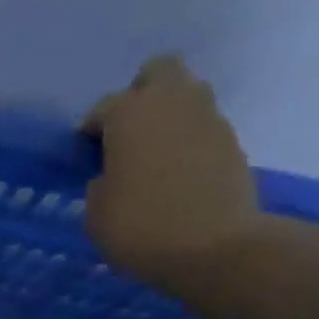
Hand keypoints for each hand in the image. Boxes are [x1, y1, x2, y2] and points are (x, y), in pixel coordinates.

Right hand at [82, 55, 264, 282]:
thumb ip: (100, 186)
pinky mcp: (231, 140)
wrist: (213, 245)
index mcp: (129, 113)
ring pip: (186, 95)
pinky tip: (177, 175)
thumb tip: (111, 177)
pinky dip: (188, 142)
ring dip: (168, 116)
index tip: (86, 155)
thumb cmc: (140, 228)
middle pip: (157, 73)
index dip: (91, 131)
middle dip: (140, 95)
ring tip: (154, 156)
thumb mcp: (96, 215)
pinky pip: (202, 127)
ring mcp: (207, 117)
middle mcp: (171, 101)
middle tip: (127, 135)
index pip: (103, 108)